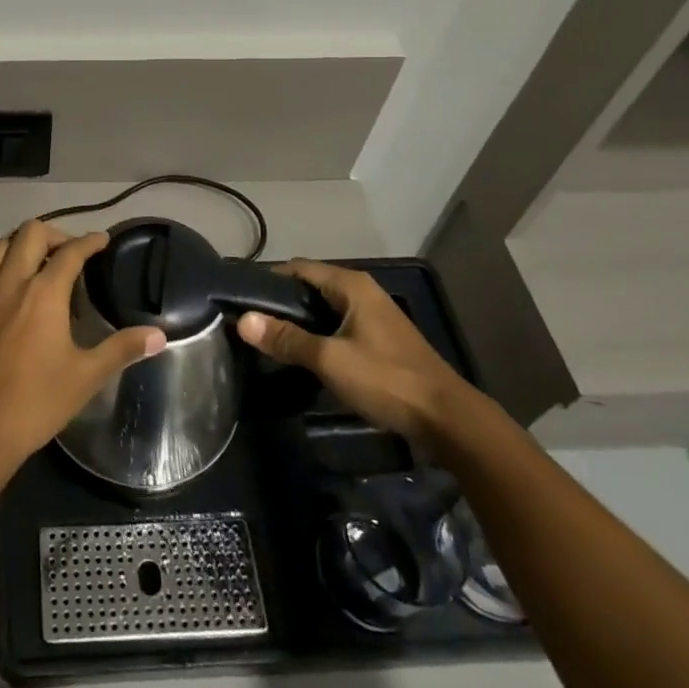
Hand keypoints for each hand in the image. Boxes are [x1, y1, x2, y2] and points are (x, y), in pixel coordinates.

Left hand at [0, 223, 165, 483]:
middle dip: (55, 235)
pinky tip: (8, 290)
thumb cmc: (38, 401)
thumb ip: (122, 348)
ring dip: (22, 245)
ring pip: (0, 246)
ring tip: (40, 264)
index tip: (103, 240)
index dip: (90, 242)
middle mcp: (11, 282)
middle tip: (72, 255)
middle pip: (31, 233)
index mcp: (44, 293)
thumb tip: (159, 335)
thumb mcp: (87, 376)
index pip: (71, 252)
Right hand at [236, 259, 484, 444]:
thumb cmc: (386, 380)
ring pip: (325, 309)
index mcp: (351, 285)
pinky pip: (339, 327)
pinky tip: (303, 355)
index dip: (269, 279)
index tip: (241, 298)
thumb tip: (243, 320)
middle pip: (311, 287)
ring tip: (269, 339)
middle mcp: (363, 292)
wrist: (447, 420)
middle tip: (250, 322)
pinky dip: (318, 335)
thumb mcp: (330, 359)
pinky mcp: (380, 340)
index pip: (298, 268)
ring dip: (300, 321)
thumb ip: (286, 338)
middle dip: (281, 302)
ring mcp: (374, 317)